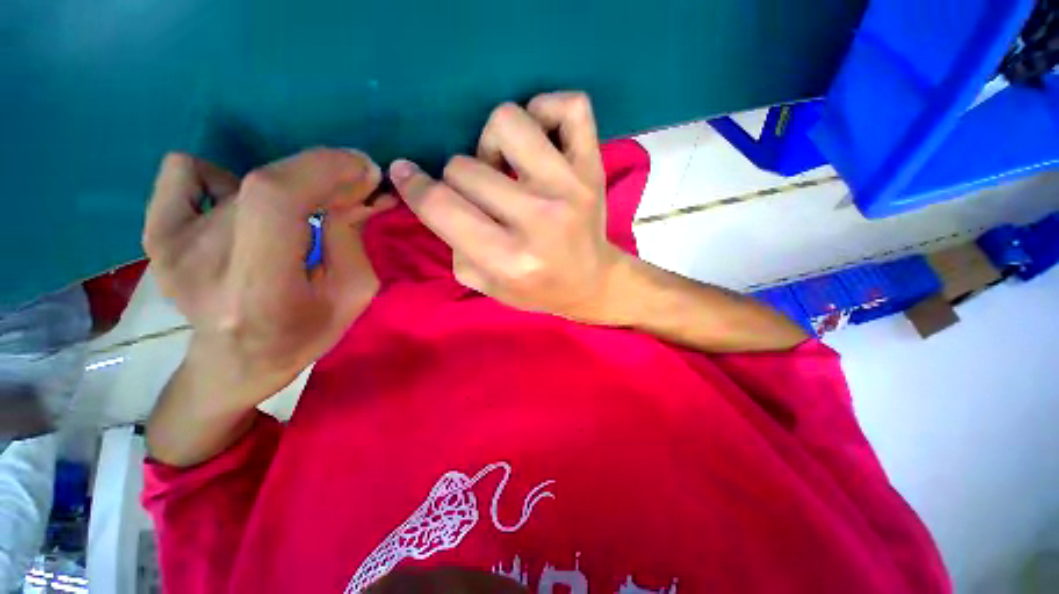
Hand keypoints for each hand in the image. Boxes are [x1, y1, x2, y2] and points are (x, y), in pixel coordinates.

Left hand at [143, 149, 393, 405]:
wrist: (236, 362)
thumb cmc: (303, 334)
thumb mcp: (351, 294)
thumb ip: (352, 238)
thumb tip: (361, 188)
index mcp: (260, 290)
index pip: (274, 199)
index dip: (322, 168)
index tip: (363, 169)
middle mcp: (203, 263)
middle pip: (266, 185)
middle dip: (323, 178)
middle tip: (350, 193)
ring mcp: (170, 246)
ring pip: (245, 182)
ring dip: (289, 190)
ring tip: (298, 223)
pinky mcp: (156, 235)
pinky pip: (186, 171)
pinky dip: (223, 178)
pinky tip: (240, 209)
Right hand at [388, 92, 626, 322]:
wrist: (591, 282)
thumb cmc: (537, 289)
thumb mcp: (486, 283)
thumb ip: (453, 244)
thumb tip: (431, 195)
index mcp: (510, 259)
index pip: (442, 207)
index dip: (413, 186)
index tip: (406, 174)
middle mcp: (539, 219)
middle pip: (464, 166)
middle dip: (459, 179)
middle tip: (480, 195)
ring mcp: (570, 187)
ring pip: (507, 121)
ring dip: (492, 141)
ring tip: (505, 166)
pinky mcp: (592, 167)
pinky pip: (570, 106)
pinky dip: (546, 111)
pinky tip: (539, 141)